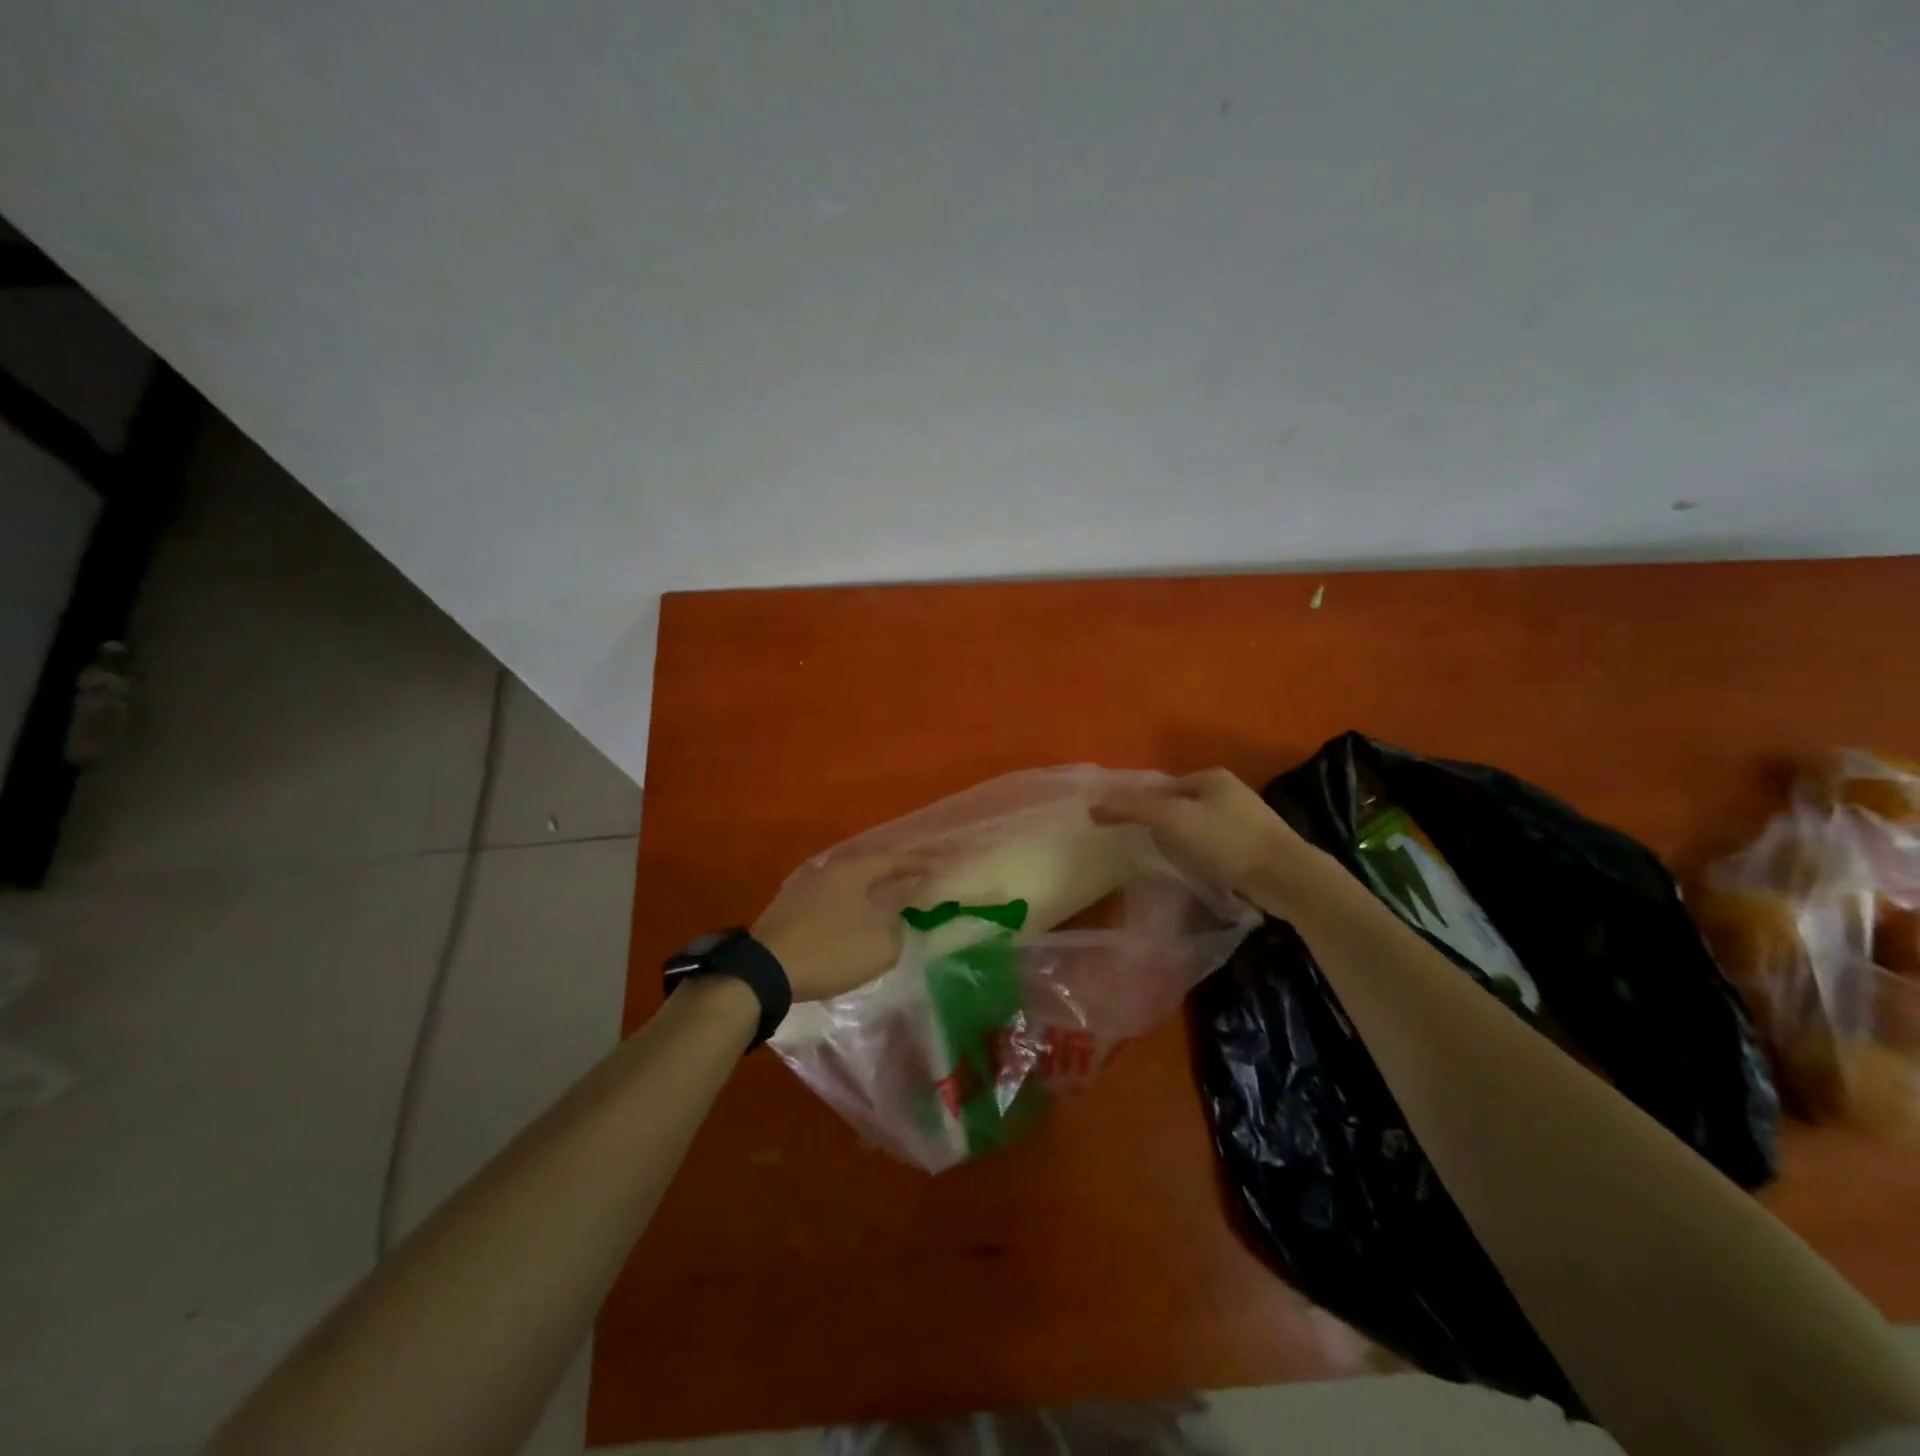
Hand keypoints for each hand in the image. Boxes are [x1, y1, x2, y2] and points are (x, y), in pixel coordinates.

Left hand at [752, 851, 928, 1001]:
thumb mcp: (880, 946)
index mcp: (853, 870)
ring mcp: (803, 887)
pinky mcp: (787, 908)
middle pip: (867, 867)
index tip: (939, 864)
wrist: (764, 971)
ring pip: (846, 884)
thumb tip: (895, 922)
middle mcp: (828, 870)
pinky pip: (828, 900)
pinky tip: (851, 919)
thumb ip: (898, 929)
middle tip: (913, 879)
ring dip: (867, 892)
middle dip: (891, 874)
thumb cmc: (830, 950)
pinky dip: (846, 906)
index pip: (894, 860)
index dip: (919, 863)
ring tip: (884, 900)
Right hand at [1094, 768, 1316, 905]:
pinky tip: (1199, 870)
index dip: (1142, 805)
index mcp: (1210, 776)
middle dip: (1162, 824)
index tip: (1128, 829)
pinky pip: (1215, 843)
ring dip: (1181, 841)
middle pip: (1179, 805)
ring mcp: (1245, 817)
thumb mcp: (1173, 820)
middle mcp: (1229, 790)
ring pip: (1197, 825)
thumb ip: (1134, 808)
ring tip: (1171, 862)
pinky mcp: (1255, 843)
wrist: (1285, 877)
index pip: (1161, 786)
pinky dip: (1201, 854)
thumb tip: (1093, 805)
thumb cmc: (1226, 842)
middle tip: (1148, 847)